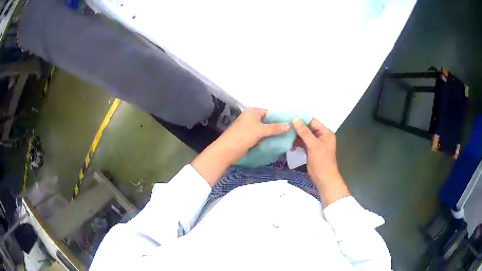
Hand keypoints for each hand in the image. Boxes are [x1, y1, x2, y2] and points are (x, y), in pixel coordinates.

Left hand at [218, 108, 289, 162]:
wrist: (227, 150)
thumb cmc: (243, 135)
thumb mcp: (261, 130)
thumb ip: (275, 127)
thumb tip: (289, 125)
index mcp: (252, 111)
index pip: (269, 112)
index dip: (279, 117)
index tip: (291, 123)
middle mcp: (251, 117)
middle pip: (268, 120)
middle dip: (278, 126)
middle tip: (291, 131)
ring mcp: (250, 128)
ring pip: (265, 129)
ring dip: (273, 133)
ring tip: (287, 136)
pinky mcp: (249, 137)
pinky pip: (261, 135)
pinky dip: (268, 138)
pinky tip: (277, 141)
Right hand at [292, 118, 349, 205]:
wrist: (323, 179)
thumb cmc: (321, 161)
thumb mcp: (313, 145)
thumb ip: (304, 132)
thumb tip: (295, 119)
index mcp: (326, 132)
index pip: (313, 122)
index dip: (302, 120)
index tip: (289, 117)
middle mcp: (321, 136)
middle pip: (308, 128)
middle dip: (298, 128)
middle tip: (285, 126)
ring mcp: (316, 143)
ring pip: (304, 136)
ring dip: (296, 136)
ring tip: (286, 135)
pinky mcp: (311, 150)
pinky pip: (303, 143)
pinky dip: (297, 143)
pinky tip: (290, 145)